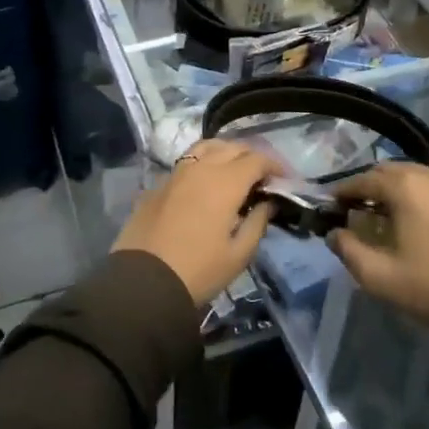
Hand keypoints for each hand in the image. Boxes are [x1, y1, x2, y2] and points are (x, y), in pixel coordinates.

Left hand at [113, 140, 282, 304]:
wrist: (144, 281)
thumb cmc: (199, 271)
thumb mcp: (239, 254)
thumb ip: (258, 222)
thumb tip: (267, 202)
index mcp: (225, 182)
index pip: (257, 159)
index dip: (275, 166)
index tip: (285, 180)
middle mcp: (201, 168)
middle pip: (233, 147)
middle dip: (253, 157)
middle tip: (263, 177)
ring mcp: (176, 173)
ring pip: (206, 147)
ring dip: (227, 152)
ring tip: (235, 171)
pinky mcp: (159, 183)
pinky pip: (187, 161)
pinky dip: (204, 162)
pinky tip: (206, 182)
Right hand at [326, 163, 428, 336]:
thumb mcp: (378, 277)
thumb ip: (347, 249)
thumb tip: (334, 233)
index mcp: (406, 188)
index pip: (364, 180)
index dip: (344, 191)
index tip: (332, 205)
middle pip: (393, 171)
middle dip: (372, 186)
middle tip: (360, 210)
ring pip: (422, 178)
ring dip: (402, 190)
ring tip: (393, 216)